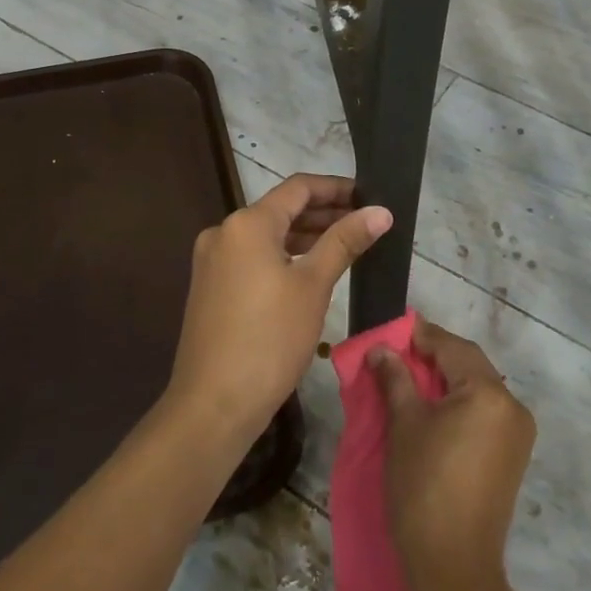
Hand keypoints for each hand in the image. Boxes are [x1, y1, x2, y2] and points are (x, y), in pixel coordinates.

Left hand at [167, 174, 391, 445]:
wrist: (213, 403)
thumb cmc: (270, 339)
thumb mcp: (313, 286)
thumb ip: (345, 241)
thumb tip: (380, 210)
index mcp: (247, 223)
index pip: (298, 188)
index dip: (336, 187)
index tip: (369, 195)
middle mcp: (224, 231)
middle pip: (281, 209)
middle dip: (324, 213)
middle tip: (365, 222)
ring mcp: (213, 260)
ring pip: (267, 235)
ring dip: (305, 236)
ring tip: (346, 245)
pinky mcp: (210, 286)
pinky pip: (253, 257)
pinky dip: (283, 256)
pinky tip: (310, 271)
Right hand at [371, 317, 535, 590]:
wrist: (454, 568)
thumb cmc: (423, 487)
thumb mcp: (403, 425)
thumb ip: (395, 379)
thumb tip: (381, 349)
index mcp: (489, 393)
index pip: (451, 346)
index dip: (419, 335)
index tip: (390, 332)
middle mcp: (512, 405)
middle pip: (468, 364)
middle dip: (432, 355)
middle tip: (395, 354)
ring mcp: (517, 433)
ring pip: (477, 387)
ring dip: (445, 378)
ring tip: (407, 379)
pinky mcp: (512, 455)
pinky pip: (484, 411)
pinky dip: (458, 401)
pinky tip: (431, 407)